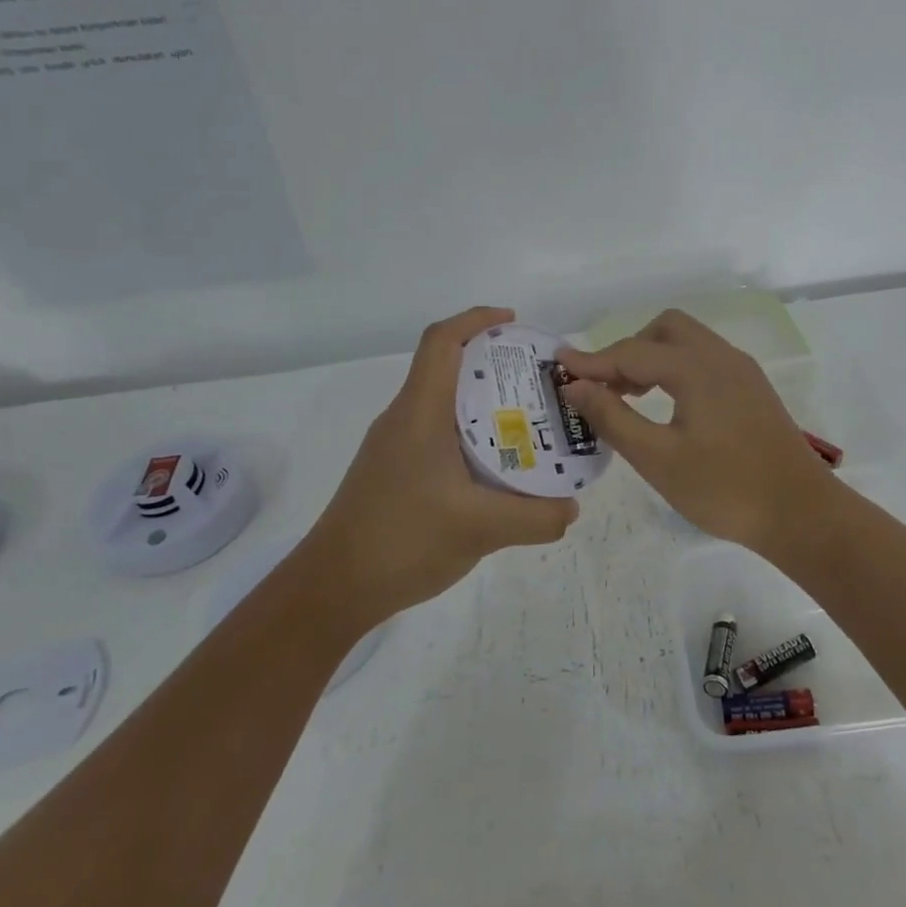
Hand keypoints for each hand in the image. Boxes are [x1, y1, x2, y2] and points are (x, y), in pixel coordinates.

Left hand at [308, 307, 578, 629]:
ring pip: (444, 405)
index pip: (442, 341)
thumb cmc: (401, 541)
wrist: (333, 587)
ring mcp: (395, 446)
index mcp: (420, 413)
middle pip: (447, 368)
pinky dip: (471, 435)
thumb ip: (536, 517)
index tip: (515, 323)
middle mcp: (404, 419)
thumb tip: (572, 507)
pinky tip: (496, 468)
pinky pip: (438, 435)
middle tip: (540, 382)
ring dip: (484, 404)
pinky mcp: (394, 471)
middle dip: (493, 364)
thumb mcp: (480, 529)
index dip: (477, 319)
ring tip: (529, 423)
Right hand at [557, 310, 835, 555]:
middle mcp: (721, 357)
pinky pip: (705, 361)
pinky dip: (677, 370)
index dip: (592, 361)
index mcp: (696, 368)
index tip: (558, 366)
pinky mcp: (752, 389)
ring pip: (688, 343)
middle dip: (628, 350)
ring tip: (630, 396)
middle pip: (664, 330)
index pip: (632, 352)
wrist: (800, 513)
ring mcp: (742, 371)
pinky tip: (668, 406)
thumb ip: (613, 417)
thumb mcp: (657, 458)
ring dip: (653, 358)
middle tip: (606, 387)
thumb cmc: (723, 488)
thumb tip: (576, 386)